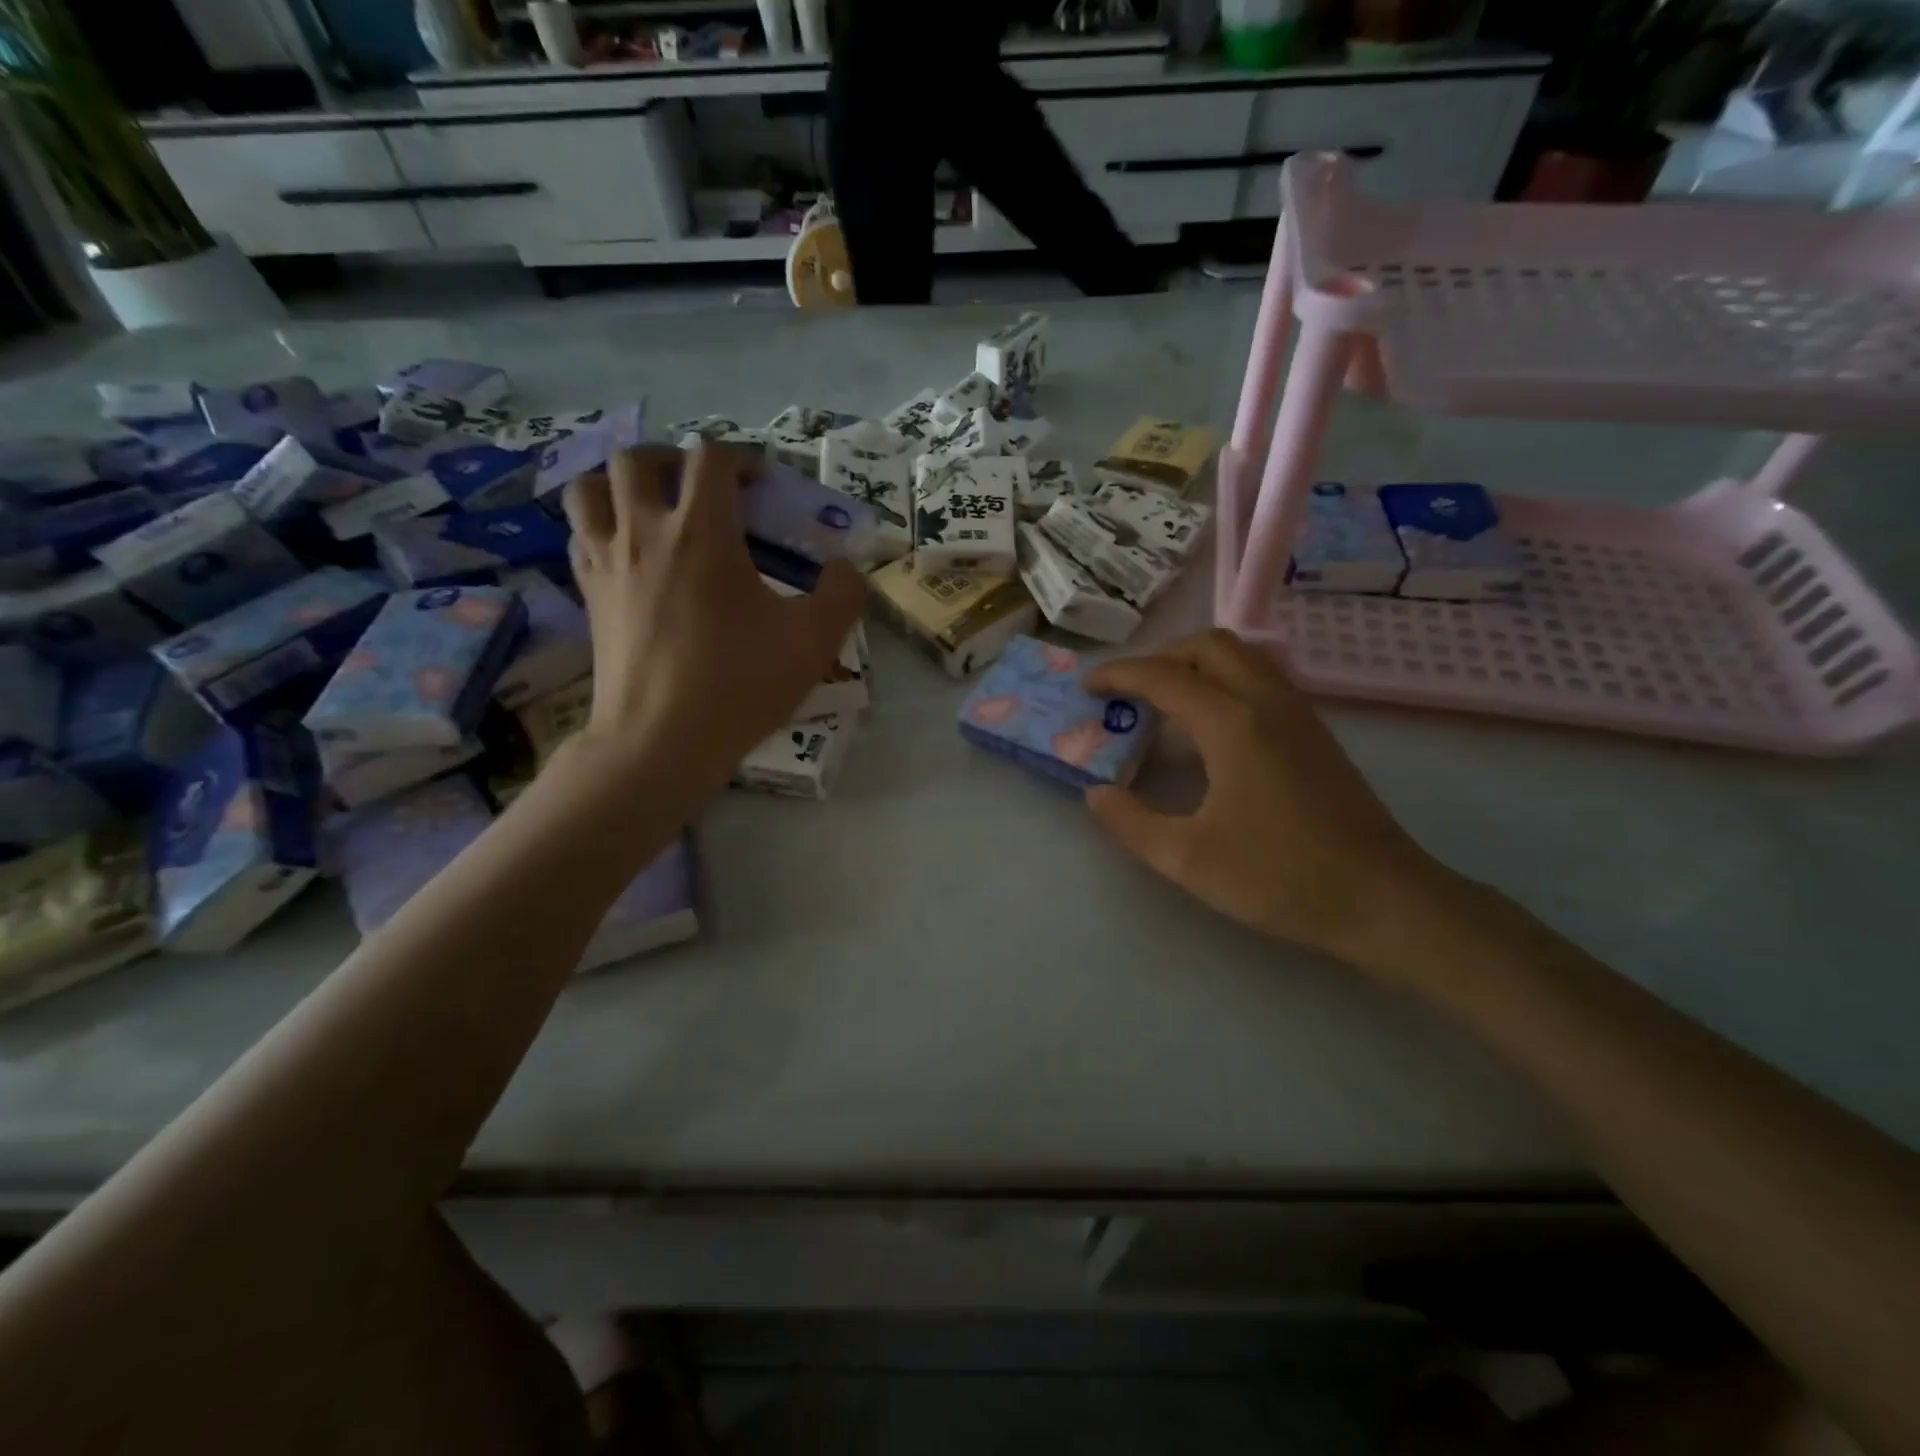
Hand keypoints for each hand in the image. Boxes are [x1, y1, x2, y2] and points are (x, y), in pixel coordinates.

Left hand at [563, 442, 864, 796]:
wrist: (661, 742)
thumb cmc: (739, 685)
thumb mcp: (814, 642)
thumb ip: (843, 594)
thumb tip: (846, 568)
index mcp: (702, 532)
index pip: (710, 458)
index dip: (741, 458)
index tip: (762, 486)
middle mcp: (645, 532)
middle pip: (637, 458)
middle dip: (673, 459)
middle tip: (701, 488)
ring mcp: (607, 563)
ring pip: (588, 488)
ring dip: (620, 484)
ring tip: (651, 506)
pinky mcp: (589, 596)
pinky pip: (580, 536)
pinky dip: (600, 526)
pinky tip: (629, 553)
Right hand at [1084, 629, 1462, 977]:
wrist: (1383, 900)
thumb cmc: (1281, 878)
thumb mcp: (1187, 859)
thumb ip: (1131, 823)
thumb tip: (1097, 794)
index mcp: (1232, 724)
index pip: (1164, 677)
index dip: (1119, 675)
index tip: (1087, 687)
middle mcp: (1267, 702)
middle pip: (1208, 645)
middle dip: (1161, 657)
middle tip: (1129, 692)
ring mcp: (1299, 714)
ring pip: (1241, 657)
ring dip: (1196, 665)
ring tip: (1165, 703)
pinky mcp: (1315, 733)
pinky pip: (1261, 680)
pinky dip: (1224, 682)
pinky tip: (1210, 730)